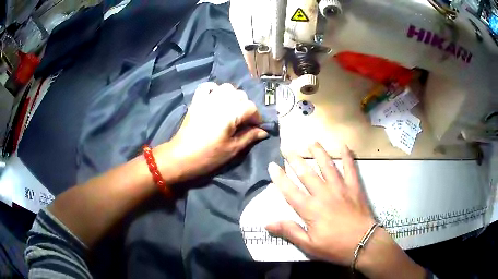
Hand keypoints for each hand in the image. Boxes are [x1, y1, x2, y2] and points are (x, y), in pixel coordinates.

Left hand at [156, 82, 268, 181]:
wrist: (180, 157)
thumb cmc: (208, 156)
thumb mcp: (232, 149)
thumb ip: (249, 137)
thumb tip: (264, 131)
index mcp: (230, 114)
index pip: (251, 107)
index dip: (256, 118)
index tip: (255, 128)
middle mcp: (219, 102)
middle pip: (240, 95)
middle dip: (246, 107)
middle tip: (243, 121)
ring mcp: (206, 99)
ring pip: (226, 87)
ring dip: (233, 96)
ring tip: (231, 110)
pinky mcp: (196, 101)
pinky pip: (207, 86)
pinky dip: (214, 89)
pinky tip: (216, 98)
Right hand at [266, 142, 375, 265]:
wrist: (363, 243)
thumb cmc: (334, 247)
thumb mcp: (309, 245)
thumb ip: (289, 232)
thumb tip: (267, 223)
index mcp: (310, 209)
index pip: (290, 190)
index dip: (279, 178)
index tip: (272, 165)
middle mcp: (323, 194)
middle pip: (306, 173)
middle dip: (294, 159)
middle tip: (286, 148)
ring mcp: (340, 188)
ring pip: (327, 166)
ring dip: (318, 153)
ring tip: (311, 142)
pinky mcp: (354, 187)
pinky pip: (350, 168)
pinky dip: (347, 156)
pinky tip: (344, 145)